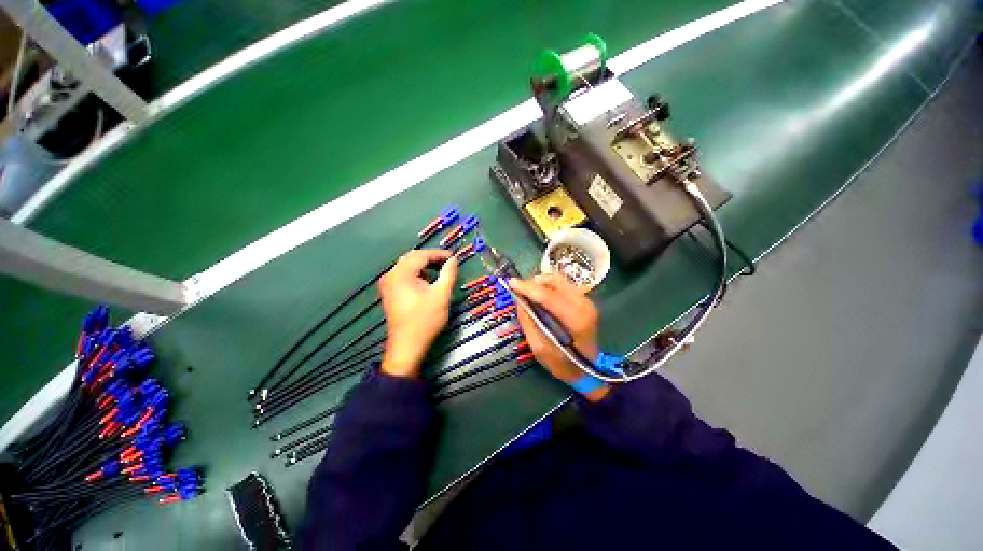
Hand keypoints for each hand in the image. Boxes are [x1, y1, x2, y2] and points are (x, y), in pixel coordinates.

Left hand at [379, 250, 457, 377]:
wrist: (407, 346)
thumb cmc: (425, 320)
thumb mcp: (441, 295)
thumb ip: (448, 273)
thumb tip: (453, 260)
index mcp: (401, 273)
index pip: (421, 255)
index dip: (439, 254)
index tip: (454, 257)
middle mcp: (391, 275)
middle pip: (412, 258)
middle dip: (431, 258)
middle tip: (448, 263)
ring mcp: (388, 284)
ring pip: (407, 266)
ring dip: (424, 266)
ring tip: (440, 271)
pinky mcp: (389, 292)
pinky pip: (403, 275)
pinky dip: (417, 274)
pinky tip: (426, 282)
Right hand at [509, 274, 608, 400]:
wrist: (588, 370)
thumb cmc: (562, 364)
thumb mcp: (539, 348)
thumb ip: (529, 322)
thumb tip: (519, 300)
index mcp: (574, 320)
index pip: (547, 296)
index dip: (527, 288)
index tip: (511, 283)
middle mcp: (583, 305)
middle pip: (555, 281)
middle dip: (534, 283)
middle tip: (520, 290)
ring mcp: (586, 301)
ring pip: (559, 280)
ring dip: (541, 283)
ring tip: (529, 293)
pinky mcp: (585, 300)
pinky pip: (563, 285)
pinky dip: (549, 287)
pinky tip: (541, 296)